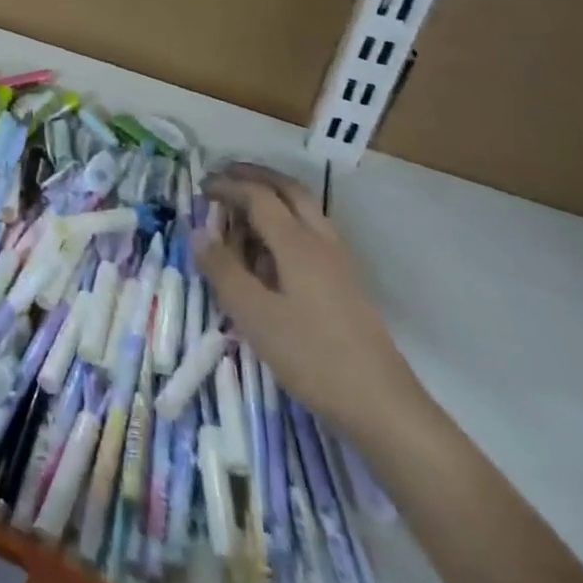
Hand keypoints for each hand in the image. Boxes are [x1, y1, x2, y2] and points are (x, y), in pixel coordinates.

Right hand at [195, 163, 428, 441]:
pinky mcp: (345, 283)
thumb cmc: (313, 357)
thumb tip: (198, 232)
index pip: (259, 196)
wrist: (383, 406)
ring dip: (272, 197)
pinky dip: (285, 222)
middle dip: (255, 177)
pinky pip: (311, 233)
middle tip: (225, 176)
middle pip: (288, 190)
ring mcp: (338, 261)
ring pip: (304, 210)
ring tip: (242, 210)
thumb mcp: (255, 316)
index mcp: (296, 242)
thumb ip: (224, 270)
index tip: (200, 188)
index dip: (228, 186)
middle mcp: (320, 240)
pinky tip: (270, 251)